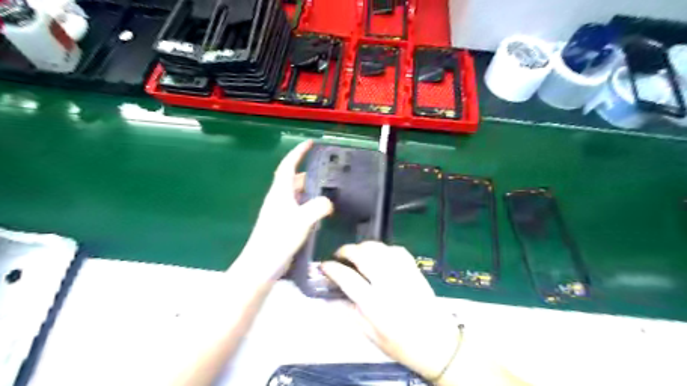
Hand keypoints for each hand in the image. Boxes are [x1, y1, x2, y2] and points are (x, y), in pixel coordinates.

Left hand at [232, 140, 333, 282]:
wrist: (261, 265)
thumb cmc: (278, 239)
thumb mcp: (302, 220)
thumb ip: (318, 207)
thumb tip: (328, 202)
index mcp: (280, 192)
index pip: (288, 165)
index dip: (298, 152)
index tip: (310, 143)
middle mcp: (278, 198)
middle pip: (292, 178)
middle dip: (307, 172)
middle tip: (326, 172)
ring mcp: (278, 212)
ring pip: (295, 194)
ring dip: (308, 189)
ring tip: (326, 191)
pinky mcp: (281, 224)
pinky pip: (297, 207)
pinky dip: (307, 204)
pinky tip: (318, 213)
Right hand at [321, 243, 460, 380]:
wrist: (439, 344)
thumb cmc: (403, 345)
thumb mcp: (372, 337)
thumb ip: (350, 314)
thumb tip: (329, 299)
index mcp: (376, 306)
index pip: (348, 279)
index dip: (333, 269)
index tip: (325, 265)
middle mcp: (389, 285)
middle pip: (364, 257)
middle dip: (347, 250)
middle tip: (340, 255)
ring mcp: (404, 275)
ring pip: (380, 249)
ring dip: (365, 246)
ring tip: (357, 252)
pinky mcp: (415, 271)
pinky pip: (398, 250)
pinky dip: (385, 248)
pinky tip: (380, 254)